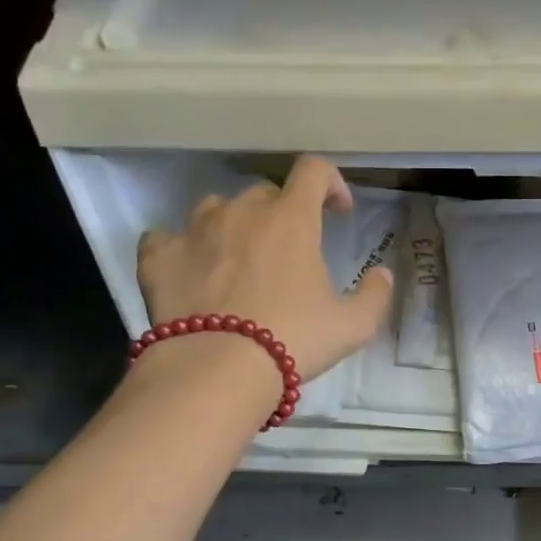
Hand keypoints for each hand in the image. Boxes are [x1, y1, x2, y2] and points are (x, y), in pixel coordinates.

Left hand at [136, 155, 392, 380]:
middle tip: (289, 253)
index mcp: (291, 220)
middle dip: (282, 214)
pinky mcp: (158, 256)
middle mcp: (241, 212)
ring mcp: (194, 230)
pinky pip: (167, 237)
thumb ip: (374, 295)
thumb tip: (382, 275)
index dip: (331, 184)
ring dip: (233, 226)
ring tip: (238, 261)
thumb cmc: (293, 340)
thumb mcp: (353, 326)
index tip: (338, 212)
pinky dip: (182, 249)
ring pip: (216, 209)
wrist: (218, 369)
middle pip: (264, 193)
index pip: (313, 172)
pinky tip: (191, 272)